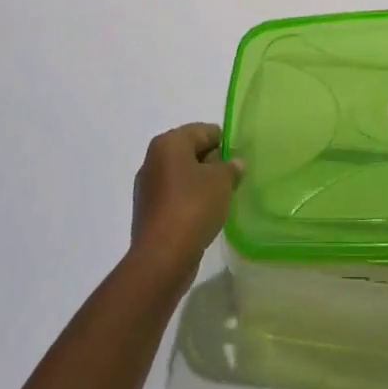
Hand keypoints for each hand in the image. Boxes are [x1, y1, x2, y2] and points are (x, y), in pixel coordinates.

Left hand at [129, 123, 242, 282]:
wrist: (162, 257)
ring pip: (183, 175)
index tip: (239, 161)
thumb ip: (231, 166)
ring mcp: (148, 186)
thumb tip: (234, 163)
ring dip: (202, 183)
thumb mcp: (222, 181)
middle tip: (233, 180)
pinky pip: (175, 196)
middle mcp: (153, 159)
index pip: (204, 131)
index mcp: (169, 143)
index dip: (225, 144)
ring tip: (221, 199)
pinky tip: (204, 215)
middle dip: (213, 163)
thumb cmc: (193, 207)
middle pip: (192, 151)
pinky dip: (190, 200)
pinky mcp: (148, 211)